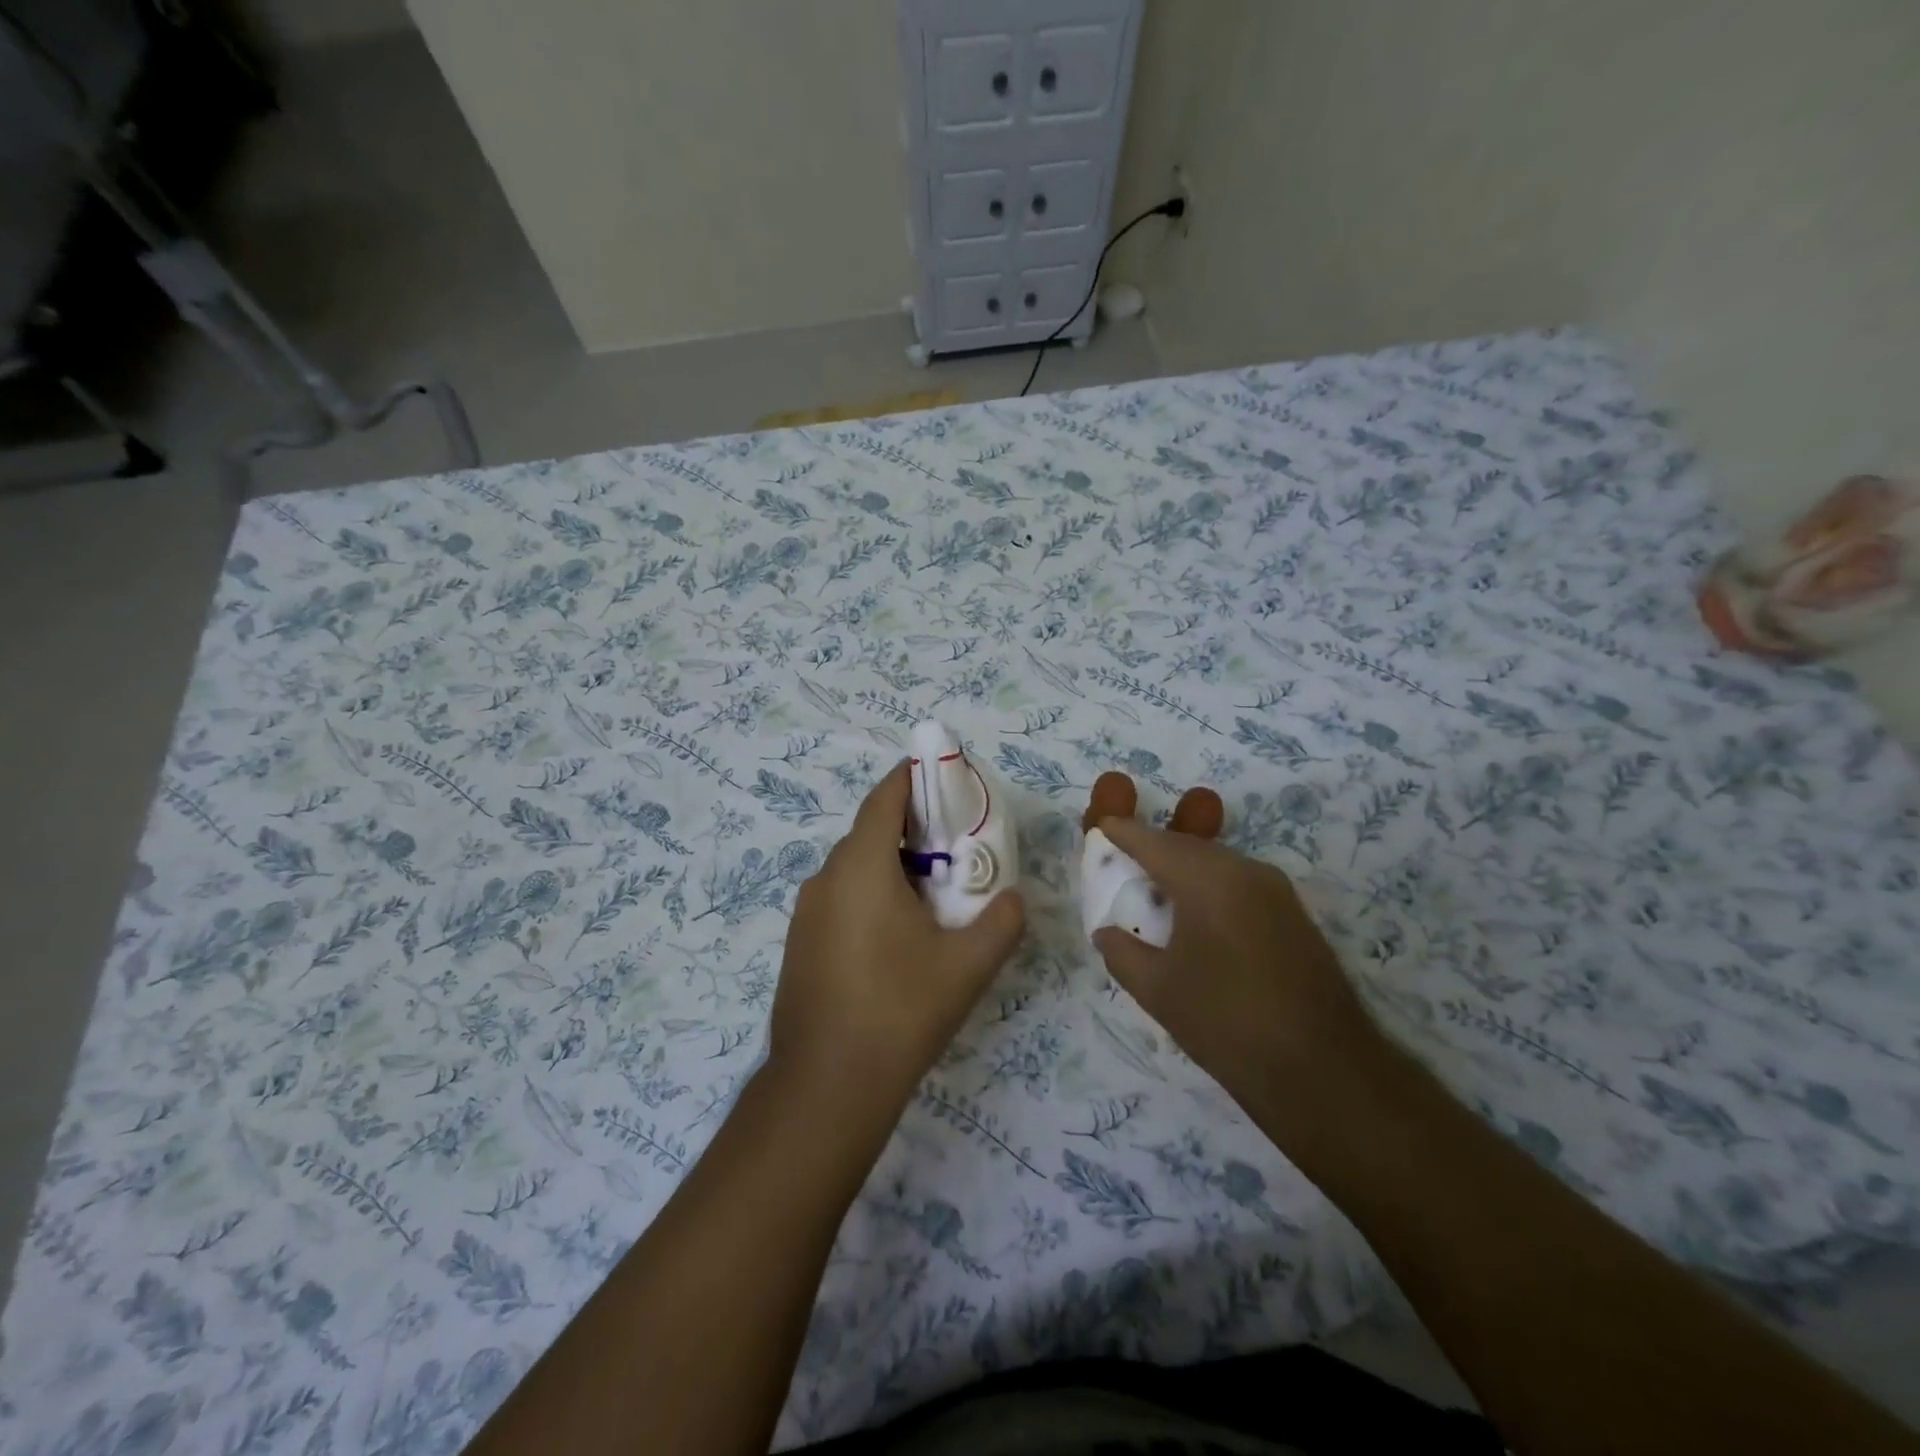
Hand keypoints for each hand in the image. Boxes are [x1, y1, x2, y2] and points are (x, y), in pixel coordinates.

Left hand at [770, 761, 1025, 1118]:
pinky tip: (898, 935)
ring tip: (934, 893)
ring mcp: (806, 912)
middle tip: (956, 846)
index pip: (885, 797)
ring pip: (855, 868)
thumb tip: (1015, 899)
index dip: (913, 778)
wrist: (826, 1086)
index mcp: (861, 866)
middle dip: (912, 827)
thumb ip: (1002, 921)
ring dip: (892, 865)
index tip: (945, 776)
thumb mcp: (967, 965)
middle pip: (871, 831)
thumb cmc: (899, 1011)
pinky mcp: (800, 943)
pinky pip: (841, 898)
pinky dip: (871, 894)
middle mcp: (825, 878)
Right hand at [1091, 817, 1386, 1133]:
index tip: (1100, 830)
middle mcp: (1244, 871)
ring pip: (1216, 863)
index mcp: (1207, 880)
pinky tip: (1195, 915)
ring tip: (1153, 890)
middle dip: (1152, 849)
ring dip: (1182, 869)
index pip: (1153, 842)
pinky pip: (1238, 882)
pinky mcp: (1293, 913)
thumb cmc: (1227, 1024)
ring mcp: (1275, 890)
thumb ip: (1121, 952)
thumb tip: (1106, 932)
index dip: (1123, 833)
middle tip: (1121, 863)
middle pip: (1187, 847)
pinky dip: (1208, 886)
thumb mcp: (1157, 990)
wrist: (1324, 1071)